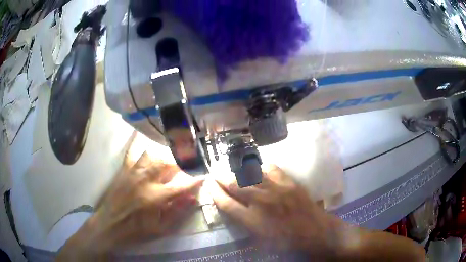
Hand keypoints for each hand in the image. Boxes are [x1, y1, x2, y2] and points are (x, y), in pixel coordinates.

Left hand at [57, 138, 202, 260]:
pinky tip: (140, 133)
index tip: (204, 176)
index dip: (195, 180)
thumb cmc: (136, 229)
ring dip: (164, 157)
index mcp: (156, 197)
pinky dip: (137, 142)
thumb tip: (192, 198)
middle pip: (168, 164)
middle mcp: (146, 180)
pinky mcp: (124, 170)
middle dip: (181, 164)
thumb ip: (177, 212)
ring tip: (169, 161)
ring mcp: (133, 172)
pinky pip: (131, 152)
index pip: (181, 185)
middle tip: (188, 165)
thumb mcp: (160, 228)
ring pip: (152, 155)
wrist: (110, 225)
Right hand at [207, 165, 342, 255]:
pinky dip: (261, 169)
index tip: (209, 185)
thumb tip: (234, 208)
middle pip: (234, 185)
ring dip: (238, 172)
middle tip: (215, 175)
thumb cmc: (286, 242)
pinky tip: (259, 172)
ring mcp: (276, 189)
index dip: (215, 193)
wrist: (315, 232)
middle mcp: (261, 202)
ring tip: (233, 172)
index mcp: (252, 220)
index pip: (226, 203)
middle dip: (221, 179)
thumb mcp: (260, 239)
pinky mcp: (289, 182)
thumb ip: (245, 223)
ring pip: (250, 174)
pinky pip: (270, 169)